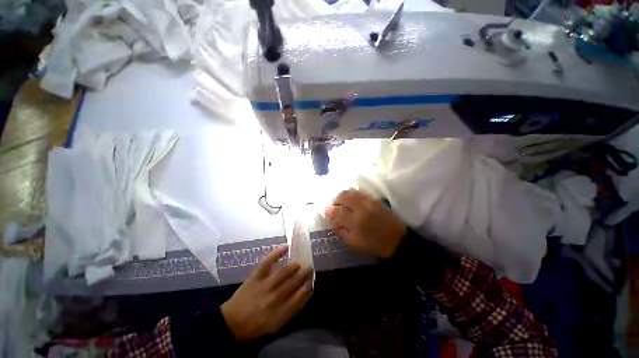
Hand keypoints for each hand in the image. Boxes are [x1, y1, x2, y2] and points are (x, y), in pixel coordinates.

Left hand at [220, 245, 313, 340]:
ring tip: (300, 263)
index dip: (308, 286)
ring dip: (295, 265)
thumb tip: (305, 292)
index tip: (312, 280)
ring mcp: (265, 285)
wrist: (232, 322)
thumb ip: (292, 309)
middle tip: (310, 267)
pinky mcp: (256, 276)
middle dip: (305, 273)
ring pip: (285, 271)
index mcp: (281, 313)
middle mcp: (275, 298)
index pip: (301, 296)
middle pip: (295, 281)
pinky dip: (277, 253)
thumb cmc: (257, 324)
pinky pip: (268, 262)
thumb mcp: (277, 324)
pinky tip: (286, 247)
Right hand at [325, 189, 405, 257]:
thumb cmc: (374, 245)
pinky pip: (359, 191)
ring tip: (341, 202)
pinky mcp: (374, 199)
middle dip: (335, 200)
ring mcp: (369, 201)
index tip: (326, 211)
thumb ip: (341, 231)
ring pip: (350, 191)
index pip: (336, 211)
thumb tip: (331, 221)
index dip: (328, 210)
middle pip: (342, 196)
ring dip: (342, 195)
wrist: (398, 240)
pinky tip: (351, 199)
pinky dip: (351, 193)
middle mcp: (361, 208)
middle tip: (334, 206)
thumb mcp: (354, 243)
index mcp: (355, 222)